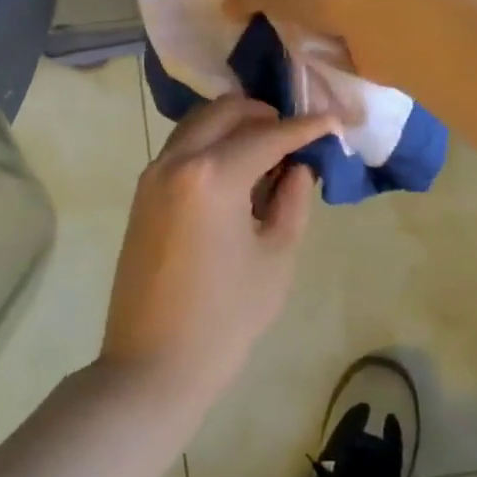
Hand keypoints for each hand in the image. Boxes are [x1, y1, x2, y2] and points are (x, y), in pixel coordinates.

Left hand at [101, 96, 333, 418]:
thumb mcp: (275, 257)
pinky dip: (211, 144)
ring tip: (268, 151)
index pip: (268, 135)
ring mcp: (153, 175)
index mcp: (212, 175)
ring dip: (234, 125)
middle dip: (264, 114)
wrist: (152, 364)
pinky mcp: (143, 194)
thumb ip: (292, 201)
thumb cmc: (225, 317)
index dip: (305, 127)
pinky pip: (182, 148)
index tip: (333, 120)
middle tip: (295, 135)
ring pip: (198, 124)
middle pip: (225, 112)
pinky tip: (235, 171)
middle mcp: (177, 161)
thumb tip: (298, 167)